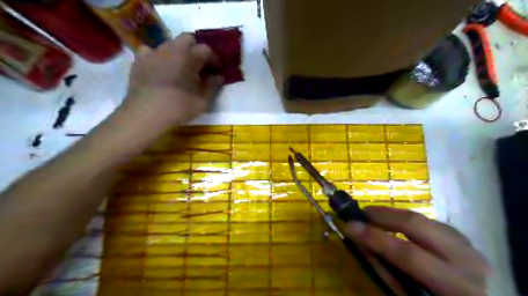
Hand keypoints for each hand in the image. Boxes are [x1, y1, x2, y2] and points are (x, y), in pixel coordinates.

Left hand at [123, 33, 223, 128]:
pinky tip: (159, 68)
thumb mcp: (204, 99)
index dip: (214, 60)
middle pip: (188, 39)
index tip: (217, 71)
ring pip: (170, 43)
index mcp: (191, 56)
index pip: (207, 50)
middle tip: (199, 65)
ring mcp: (154, 52)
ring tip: (180, 68)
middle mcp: (173, 48)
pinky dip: (157, 57)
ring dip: (178, 52)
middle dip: (196, 49)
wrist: (148, 112)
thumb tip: (218, 77)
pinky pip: (150, 51)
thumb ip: (213, 85)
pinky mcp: (140, 60)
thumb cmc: (181, 105)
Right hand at [348, 207, 490, 295]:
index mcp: (455, 285)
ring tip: (373, 216)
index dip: (376, 238)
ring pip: (422, 218)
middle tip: (361, 213)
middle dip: (384, 215)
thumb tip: (362, 242)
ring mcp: (467, 245)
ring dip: (393, 215)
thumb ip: (387, 272)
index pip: (408, 254)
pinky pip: (428, 222)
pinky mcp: (462, 238)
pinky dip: (407, 220)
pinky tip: (395, 224)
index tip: (350, 226)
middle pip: (417, 224)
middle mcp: (466, 260)